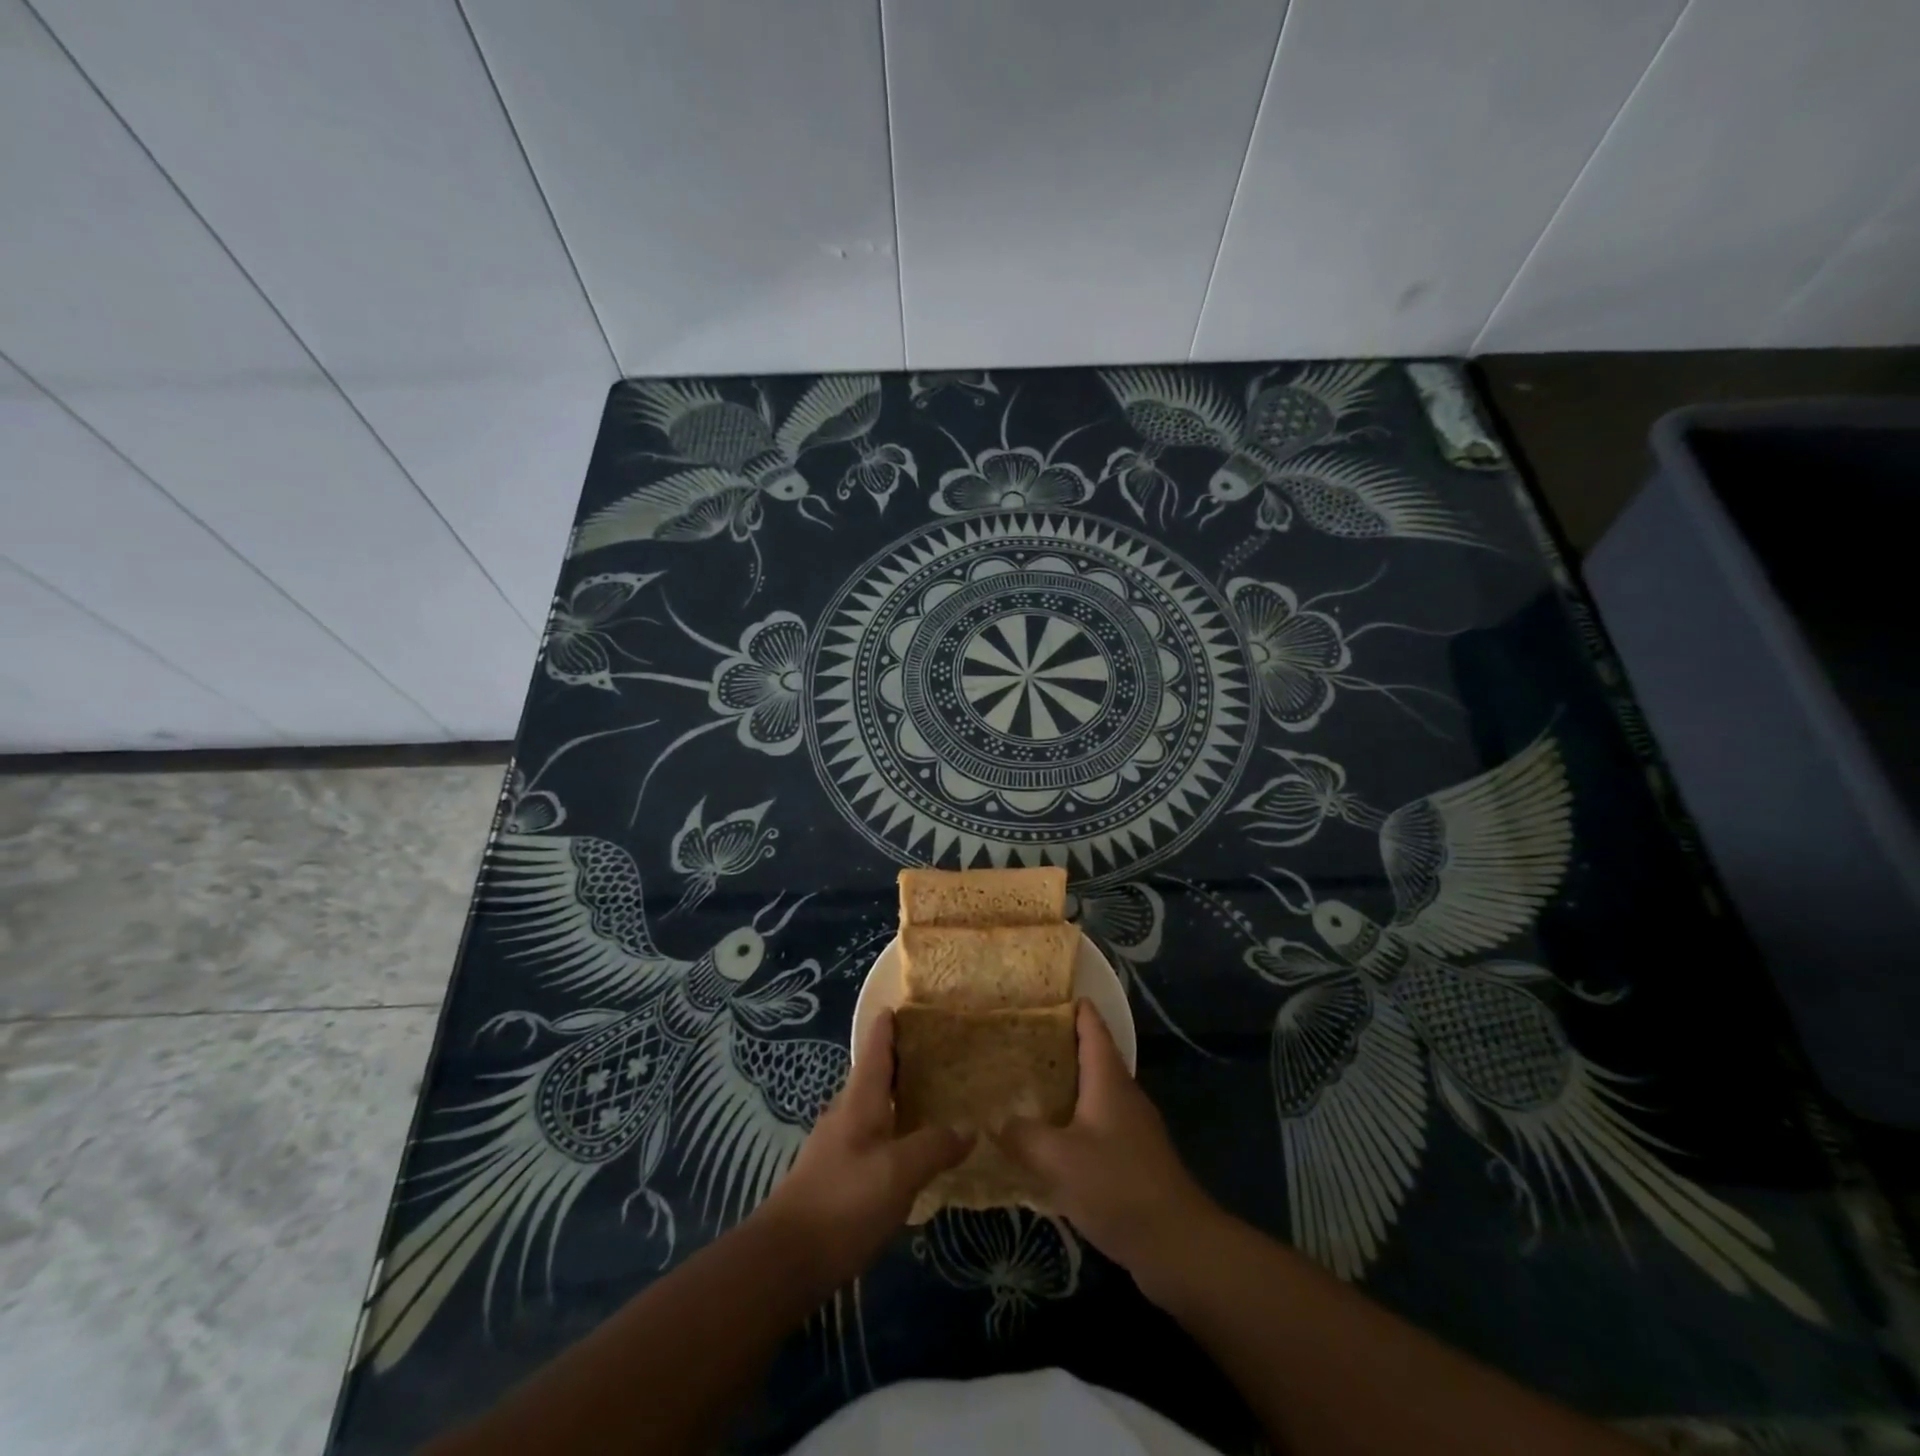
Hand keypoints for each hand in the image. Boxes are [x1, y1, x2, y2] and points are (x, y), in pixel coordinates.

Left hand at [757, 1008, 970, 1291]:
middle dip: (901, 1061)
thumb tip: (969, 1128)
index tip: (907, 1002)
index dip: (889, 1024)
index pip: (875, 1047)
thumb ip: (934, 1146)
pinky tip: (910, 1149)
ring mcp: (837, 1145)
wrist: (786, 1261)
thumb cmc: (844, 1202)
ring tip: (934, 1097)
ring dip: (898, 1097)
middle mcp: (845, 1113)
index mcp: (859, 1100)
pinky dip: (892, 1130)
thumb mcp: (899, 1172)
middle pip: (874, 1075)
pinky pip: (870, 1138)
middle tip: (939, 1053)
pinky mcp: (835, 1176)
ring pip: (872, 1108)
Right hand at [996, 1000, 1219, 1293]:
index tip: (1047, 994)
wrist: (1178, 1246)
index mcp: (1109, 1080)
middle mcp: (1123, 1095)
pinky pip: (1097, 1125)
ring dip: (1064, 1086)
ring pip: (1094, 1093)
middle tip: (1018, 1041)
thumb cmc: (1118, 1186)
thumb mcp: (1058, 1159)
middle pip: (1092, 1057)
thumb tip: (995, 1120)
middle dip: (1059, 1046)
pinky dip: (1072, 1121)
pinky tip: (1048, 1140)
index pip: (1093, 1028)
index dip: (1075, 1008)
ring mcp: (1132, 1128)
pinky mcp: (1134, 1159)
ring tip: (1025, 1086)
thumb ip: (1023, 1136)